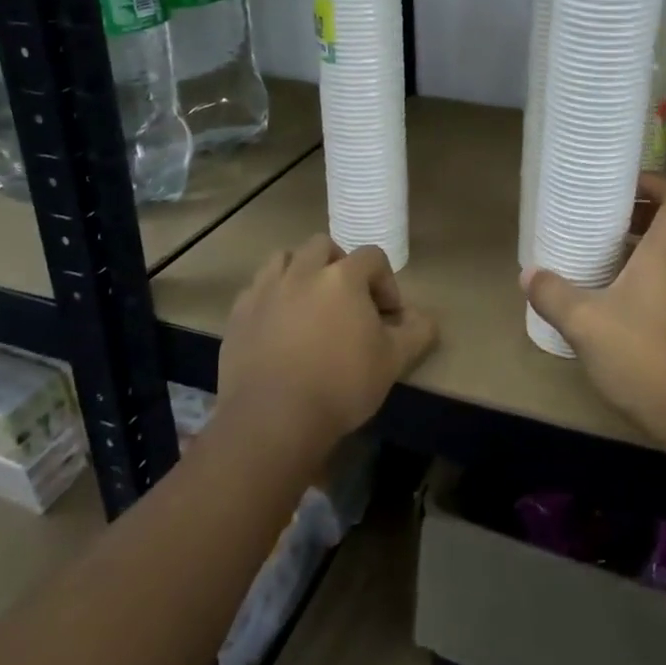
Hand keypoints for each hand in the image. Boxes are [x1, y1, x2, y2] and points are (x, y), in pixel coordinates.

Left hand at [219, 236, 436, 452]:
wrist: (273, 418)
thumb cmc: (341, 385)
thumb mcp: (393, 362)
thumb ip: (416, 333)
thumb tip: (426, 319)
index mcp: (343, 278)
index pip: (372, 257)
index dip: (386, 282)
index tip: (388, 316)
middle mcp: (302, 272)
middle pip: (323, 246)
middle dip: (339, 265)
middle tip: (347, 300)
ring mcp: (265, 290)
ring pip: (283, 259)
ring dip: (300, 272)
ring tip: (308, 304)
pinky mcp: (239, 313)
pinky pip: (256, 289)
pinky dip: (271, 297)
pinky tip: (278, 326)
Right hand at [523, 174, 665, 452]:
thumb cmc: (646, 356)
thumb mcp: (586, 323)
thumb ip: (554, 295)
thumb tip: (529, 274)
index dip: (656, 182)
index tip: (620, 187)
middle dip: (635, 214)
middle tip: (596, 219)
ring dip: (634, 250)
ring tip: (593, 257)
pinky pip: (663, 286)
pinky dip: (637, 281)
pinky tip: (605, 305)